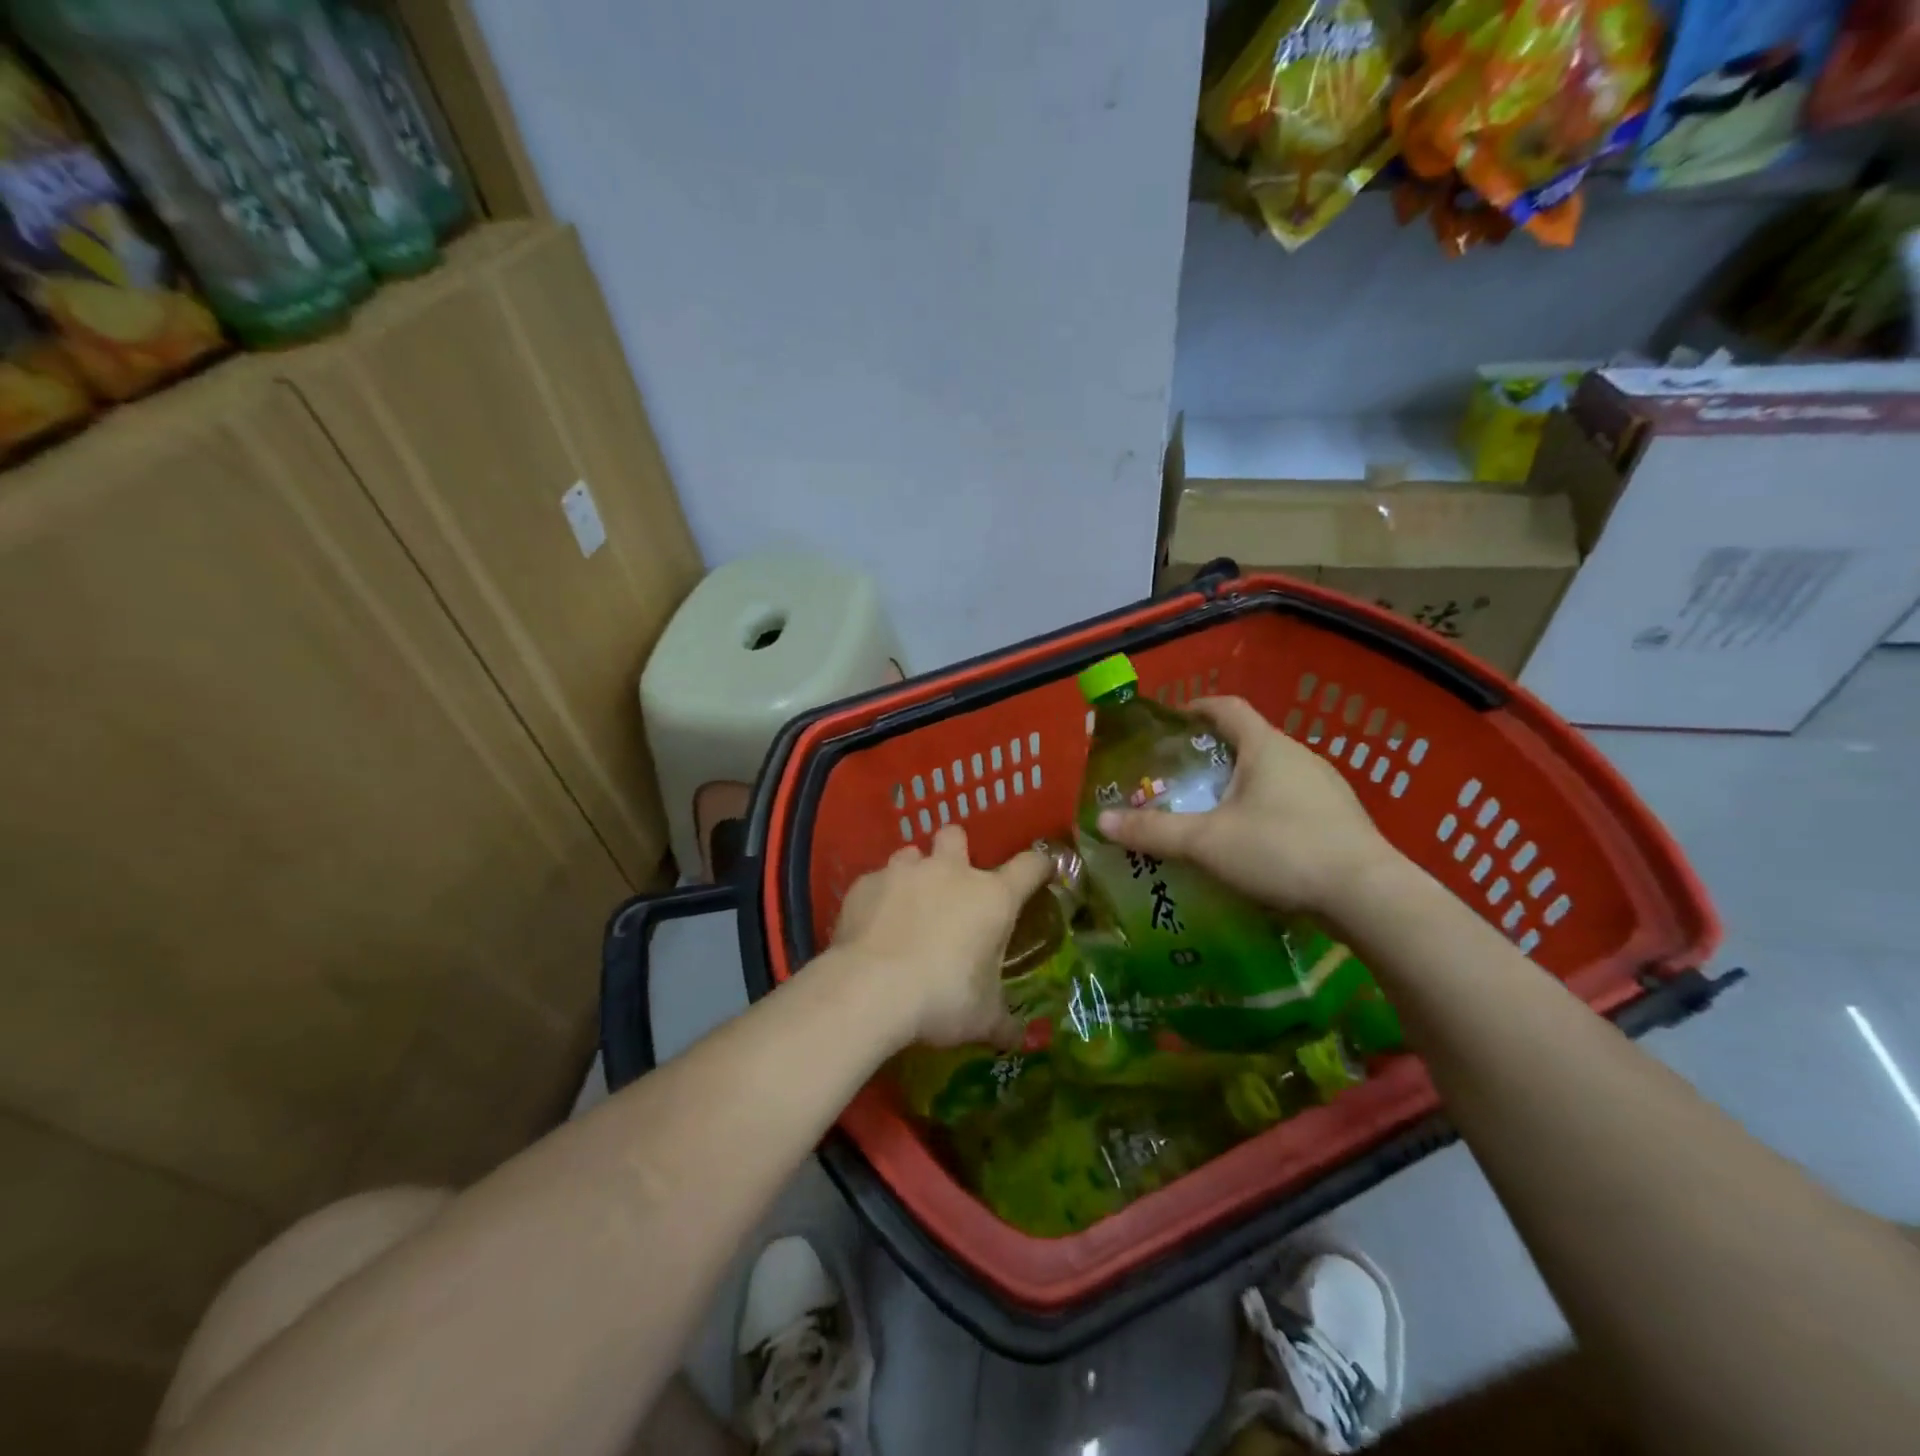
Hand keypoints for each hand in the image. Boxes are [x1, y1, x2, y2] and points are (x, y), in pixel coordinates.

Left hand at [830, 825, 1052, 1050]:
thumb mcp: (982, 1019)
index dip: (1038, 866)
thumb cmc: (942, 998)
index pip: (1029, 866)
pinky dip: (879, 898)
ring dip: (914, 873)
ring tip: (907, 906)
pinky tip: (873, 926)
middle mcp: (949, 872)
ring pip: (911, 853)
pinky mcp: (865, 883)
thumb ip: (1003, 1022)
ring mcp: (904, 872)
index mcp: (991, 897)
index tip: (1039, 874)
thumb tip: (1018, 1038)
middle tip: (952, 886)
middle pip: (957, 835)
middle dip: (956, 851)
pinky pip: (876, 881)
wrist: (870, 989)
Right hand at [1095, 696, 1401, 916]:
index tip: (1170, 721)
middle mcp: (1299, 756)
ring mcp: (1326, 788)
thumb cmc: (1282, 851)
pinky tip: (1253, 844)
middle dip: (1212, 754)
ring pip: (1271, 774)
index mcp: (1266, 747)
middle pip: (1248, 741)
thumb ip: (1153, 831)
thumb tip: (1100, 822)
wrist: (1370, 897)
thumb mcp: (1207, 842)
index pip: (1226, 707)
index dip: (1195, 707)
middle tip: (1180, 778)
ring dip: (1240, 785)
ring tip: (1211, 813)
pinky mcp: (1340, 820)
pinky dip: (1265, 810)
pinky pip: (1292, 802)